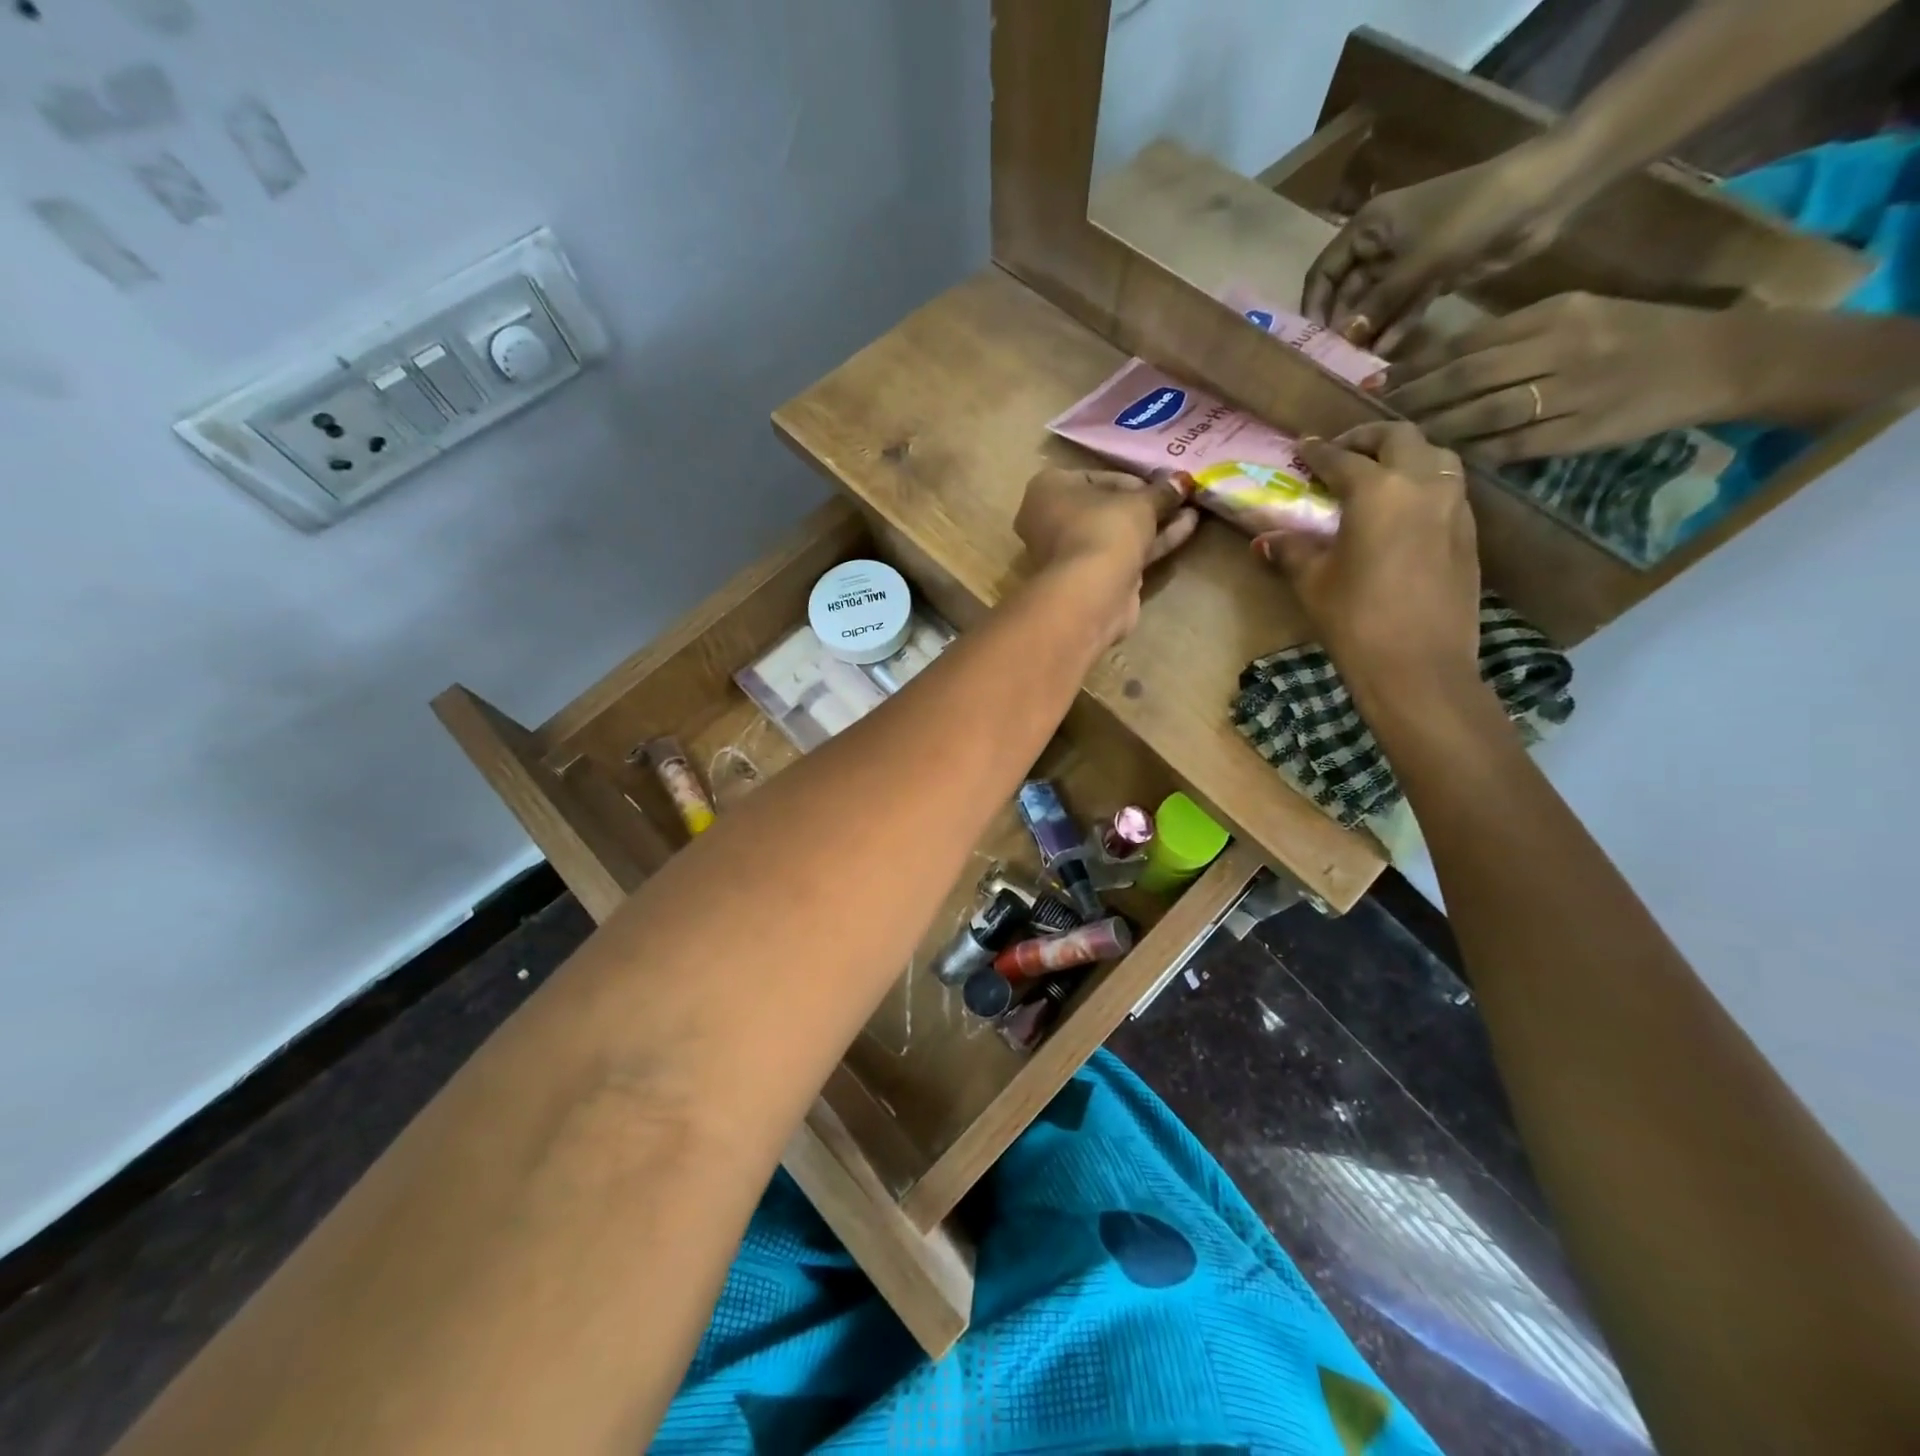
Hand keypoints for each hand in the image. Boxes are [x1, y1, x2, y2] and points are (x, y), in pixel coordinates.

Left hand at [1015, 467, 1198, 638]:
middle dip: (1144, 504)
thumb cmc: (1104, 529)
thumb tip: (1182, 481)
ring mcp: (1069, 553)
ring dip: (1154, 523)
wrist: (1091, 594)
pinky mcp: (1089, 579)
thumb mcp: (1140, 502)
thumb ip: (1162, 491)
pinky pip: (1122, 554)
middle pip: (1106, 507)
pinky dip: (1151, 543)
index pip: (1096, 477)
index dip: (1133, 479)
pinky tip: (1186, 529)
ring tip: (1193, 509)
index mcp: (1049, 489)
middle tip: (1179, 496)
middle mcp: (1051, 519)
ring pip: (1116, 533)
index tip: (1163, 483)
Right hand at [1254, 424, 1480, 712]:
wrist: (1419, 666)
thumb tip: (1266, 538)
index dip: (1318, 451)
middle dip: (1367, 437)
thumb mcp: (1312, 582)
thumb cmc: (1355, 619)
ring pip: (1434, 457)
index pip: (1342, 458)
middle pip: (1400, 438)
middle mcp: (1423, 484)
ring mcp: (1454, 506)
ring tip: (1376, 475)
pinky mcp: (1469, 533)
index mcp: (1378, 490)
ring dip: (1403, 456)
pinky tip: (1403, 509)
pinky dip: (1423, 483)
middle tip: (1342, 451)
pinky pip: (1447, 488)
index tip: (1302, 446)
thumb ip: (1291, 551)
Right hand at [1302, 145, 1576, 354]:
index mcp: (1367, 229)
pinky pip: (1401, 309)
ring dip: (1365, 332)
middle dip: (1340, 325)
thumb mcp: (1418, 261)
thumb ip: (1377, 302)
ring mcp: (1405, 264)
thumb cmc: (1471, 214)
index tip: (1310, 342)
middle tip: (1332, 361)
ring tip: (1354, 365)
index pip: (1323, 273)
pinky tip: (1382, 353)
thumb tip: (1342, 339)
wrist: (1542, 194)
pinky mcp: (1430, 278)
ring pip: (1372, 305)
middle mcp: (1379, 247)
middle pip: (1345, 293)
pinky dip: (1392, 328)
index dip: (1314, 306)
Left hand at [1384, 293, 1741, 464]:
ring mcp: (1572, 393)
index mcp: (1555, 314)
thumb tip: (1437, 362)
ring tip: (1403, 439)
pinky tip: (1447, 458)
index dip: (1417, 365)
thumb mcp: (1576, 316)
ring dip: (1437, 428)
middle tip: (1377, 414)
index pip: (1469, 341)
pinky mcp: (1581, 432)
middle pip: (1468, 376)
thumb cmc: (1633, 335)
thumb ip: (1512, 335)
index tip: (1379, 382)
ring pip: (1485, 413)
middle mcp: (1561, 349)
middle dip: (1415, 398)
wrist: (1716, 359)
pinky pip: (1513, 446)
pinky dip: (1475, 453)